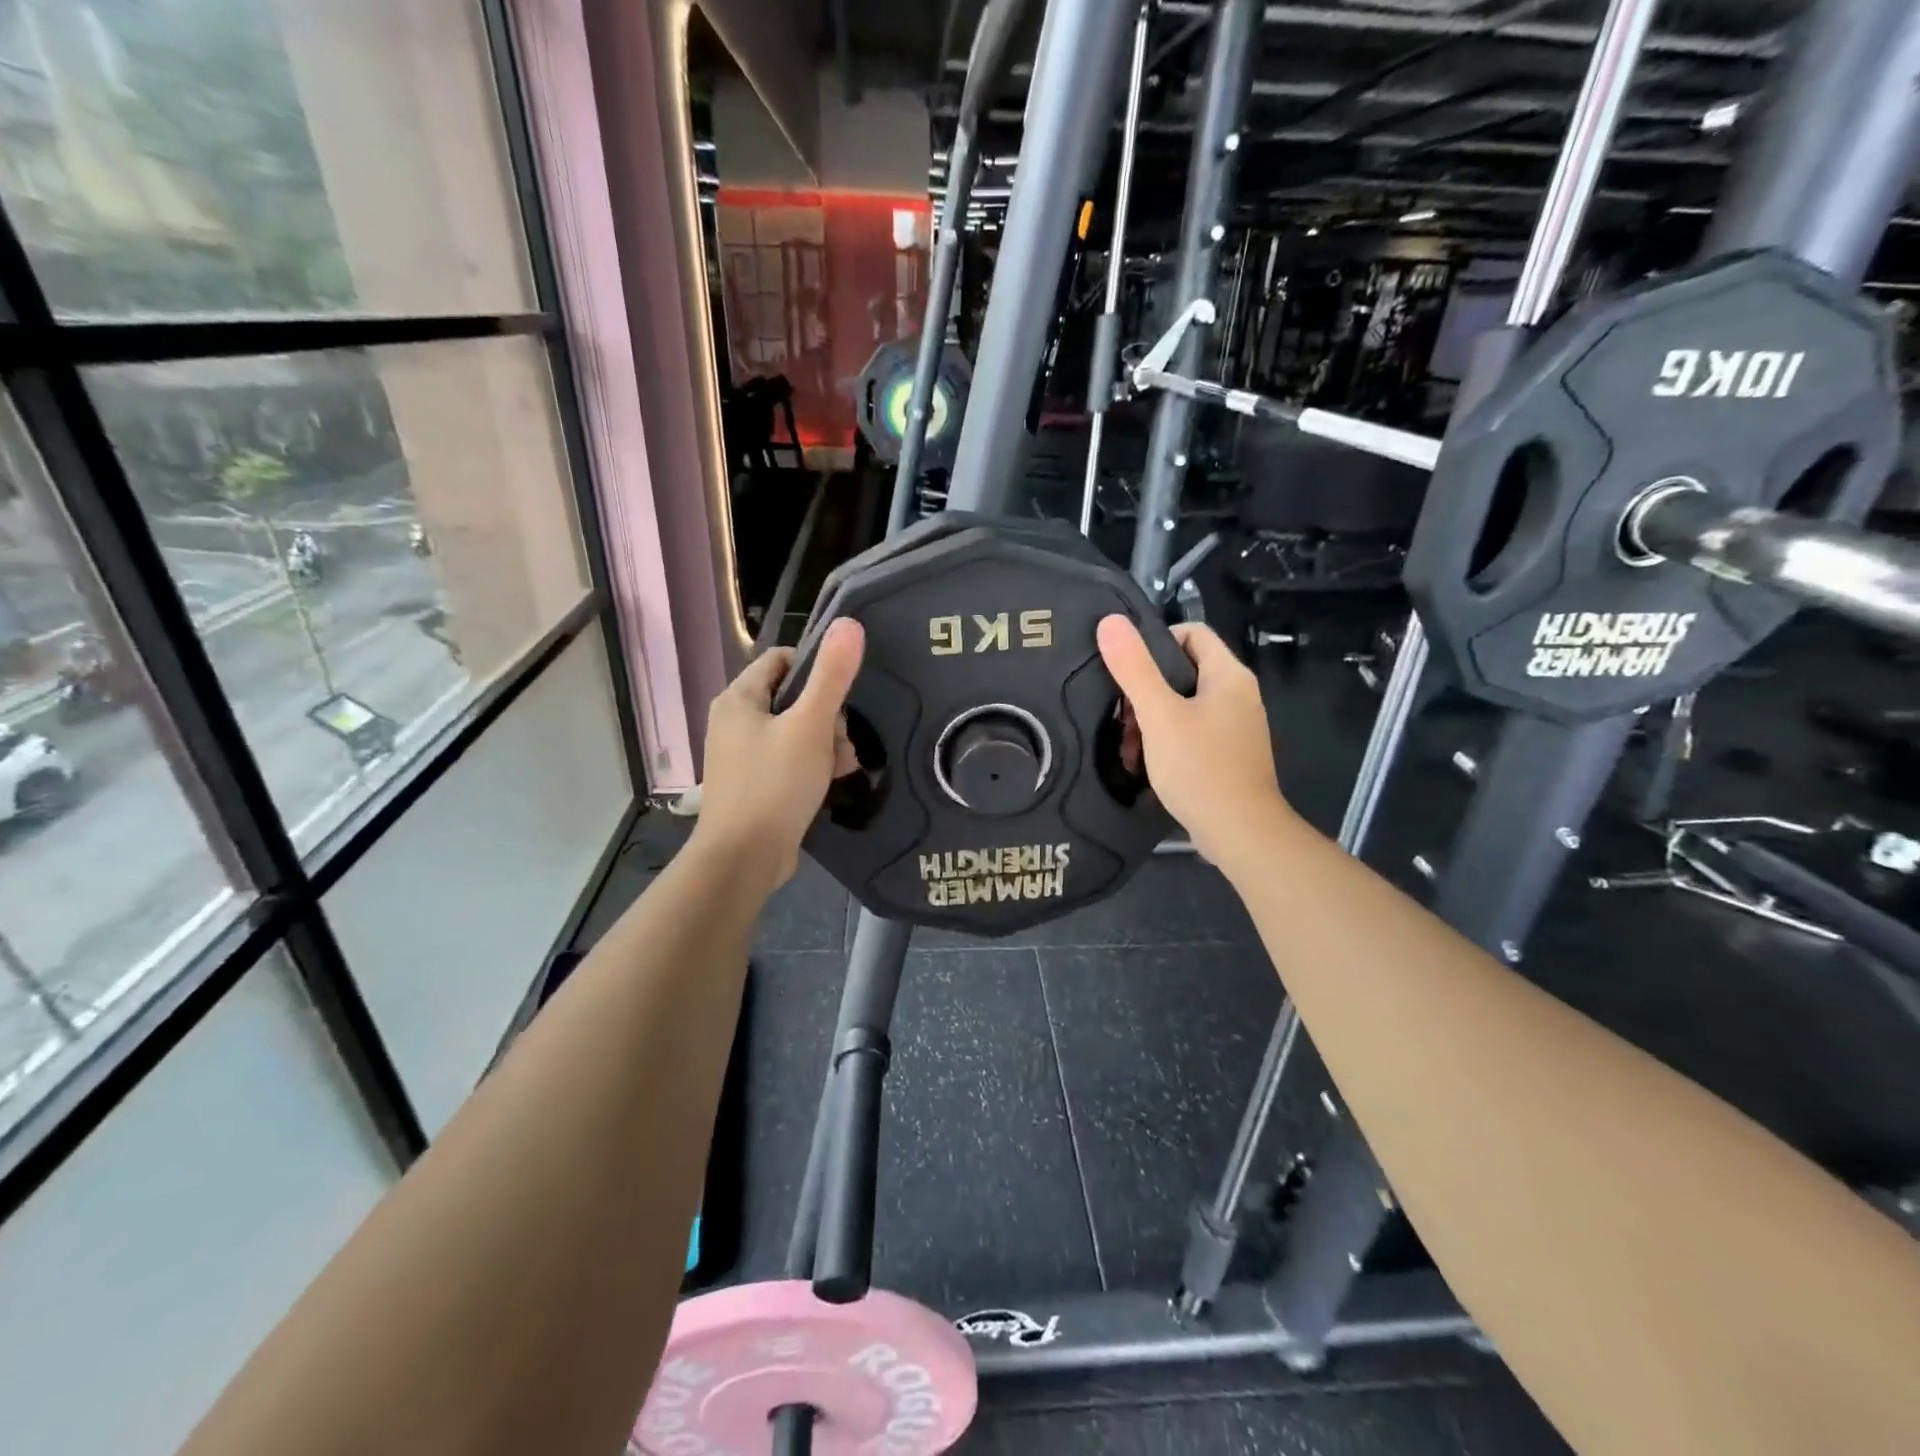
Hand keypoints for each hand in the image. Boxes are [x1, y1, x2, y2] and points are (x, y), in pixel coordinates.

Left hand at [694, 619, 864, 888]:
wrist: (744, 858)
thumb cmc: (775, 784)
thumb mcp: (810, 726)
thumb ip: (832, 676)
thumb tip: (849, 623)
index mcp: (738, 699)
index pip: (782, 660)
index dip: (816, 668)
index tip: (843, 693)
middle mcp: (734, 722)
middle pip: (792, 698)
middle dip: (826, 715)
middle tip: (843, 739)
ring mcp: (741, 755)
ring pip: (794, 732)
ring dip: (825, 742)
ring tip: (844, 764)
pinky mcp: (753, 784)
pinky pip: (788, 760)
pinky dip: (811, 765)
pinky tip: (833, 780)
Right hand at [1096, 616, 1292, 867]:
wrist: (1239, 833)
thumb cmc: (1200, 767)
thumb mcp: (1159, 715)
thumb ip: (1134, 668)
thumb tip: (1110, 621)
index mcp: (1228, 676)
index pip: (1191, 633)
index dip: (1156, 642)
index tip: (1126, 669)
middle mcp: (1237, 695)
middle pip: (1183, 671)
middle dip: (1146, 690)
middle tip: (1122, 717)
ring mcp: (1234, 727)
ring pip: (1183, 705)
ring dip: (1150, 720)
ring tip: (1129, 747)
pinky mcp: (1227, 754)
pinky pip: (1190, 732)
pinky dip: (1165, 741)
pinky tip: (1145, 763)